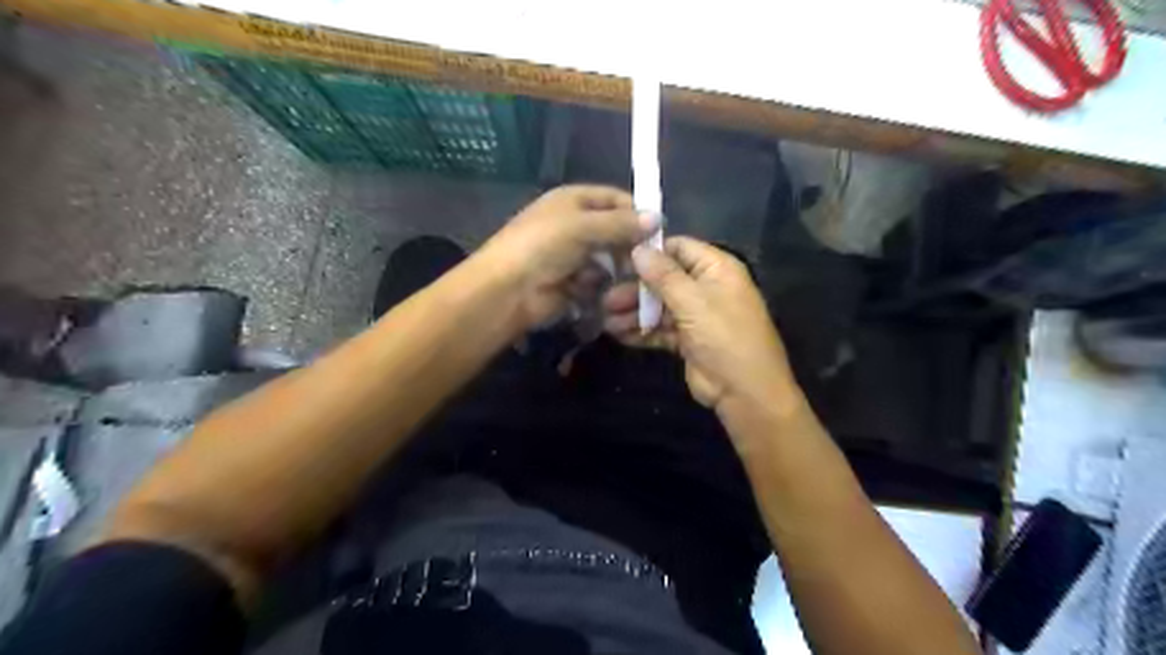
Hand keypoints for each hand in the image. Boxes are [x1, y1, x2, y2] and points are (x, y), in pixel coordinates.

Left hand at [473, 184, 654, 329]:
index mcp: (573, 201)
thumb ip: (620, 223)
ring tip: (624, 277)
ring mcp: (573, 255)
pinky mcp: (573, 282)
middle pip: (614, 231)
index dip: (636, 212)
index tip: (659, 230)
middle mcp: (575, 225)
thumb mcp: (582, 226)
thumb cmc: (543, 246)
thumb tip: (658, 218)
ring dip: (615, 268)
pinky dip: (599, 285)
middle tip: (646, 259)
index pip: (614, 199)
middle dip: (629, 245)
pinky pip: (598, 280)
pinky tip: (595, 289)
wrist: (508, 289)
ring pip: (609, 258)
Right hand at [602, 239, 801, 415]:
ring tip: (606, 321)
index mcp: (716, 269)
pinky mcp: (688, 340)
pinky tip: (618, 335)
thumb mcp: (693, 301)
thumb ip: (663, 275)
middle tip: (606, 298)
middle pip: (664, 280)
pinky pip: (661, 329)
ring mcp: (697, 315)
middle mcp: (706, 288)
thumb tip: (637, 249)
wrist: (744, 391)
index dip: (650, 251)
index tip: (618, 257)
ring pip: (660, 307)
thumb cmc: (724, 336)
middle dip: (635, 289)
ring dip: (634, 313)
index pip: (679, 248)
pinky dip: (642, 331)